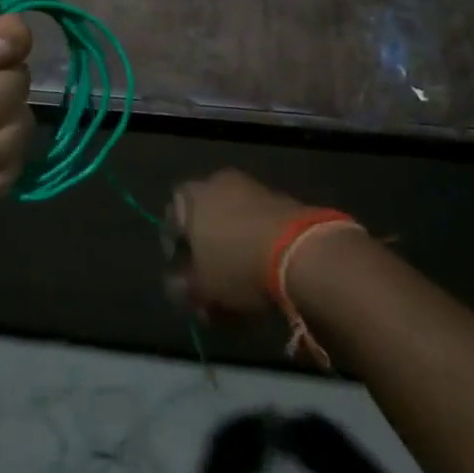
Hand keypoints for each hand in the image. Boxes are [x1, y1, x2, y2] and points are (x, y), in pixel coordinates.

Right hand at [166, 169, 307, 317]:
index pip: (170, 221)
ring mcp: (251, 188)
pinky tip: (263, 269)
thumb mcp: (203, 288)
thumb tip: (178, 287)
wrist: (302, 252)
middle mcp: (217, 184)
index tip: (185, 275)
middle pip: (203, 219)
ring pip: (232, 221)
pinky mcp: (282, 199)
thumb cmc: (238, 265)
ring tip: (241, 279)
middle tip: (212, 278)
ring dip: (232, 246)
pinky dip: (256, 242)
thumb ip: (184, 288)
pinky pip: (258, 223)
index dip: (175, 251)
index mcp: (190, 197)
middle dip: (206, 249)